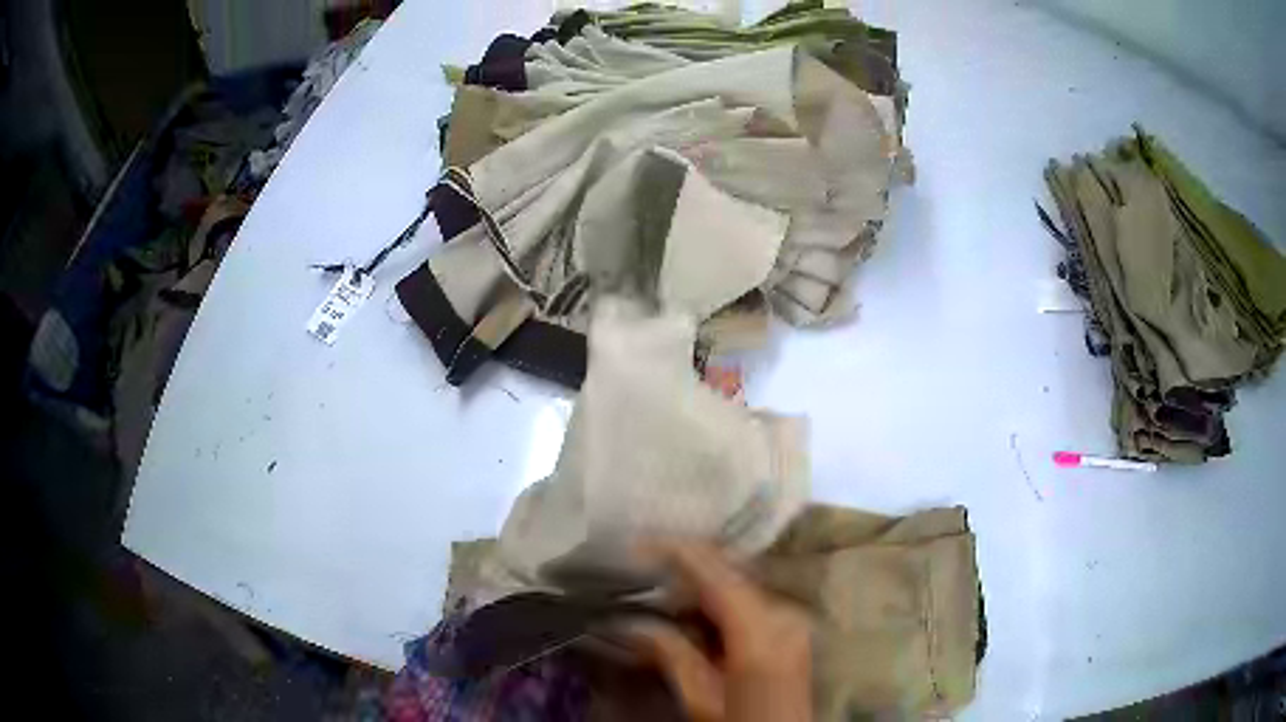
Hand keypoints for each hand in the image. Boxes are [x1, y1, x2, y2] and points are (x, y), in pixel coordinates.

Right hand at [626, 542, 811, 721]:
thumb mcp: (701, 698)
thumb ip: (671, 654)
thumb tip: (631, 623)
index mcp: (760, 629)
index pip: (715, 573)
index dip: (675, 551)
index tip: (634, 543)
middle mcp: (783, 612)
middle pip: (729, 573)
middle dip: (684, 570)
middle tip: (639, 573)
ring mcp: (792, 618)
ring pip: (738, 584)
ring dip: (699, 585)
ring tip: (658, 591)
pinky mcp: (792, 628)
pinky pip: (748, 600)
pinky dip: (718, 600)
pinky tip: (692, 610)